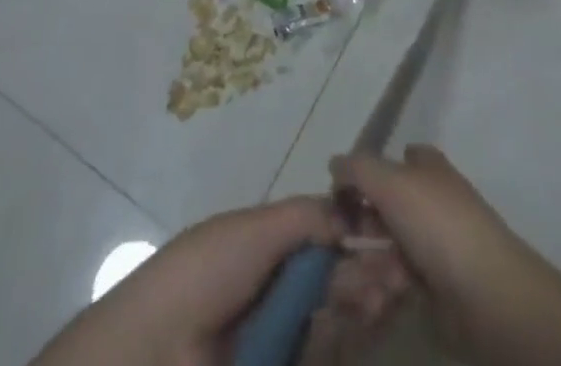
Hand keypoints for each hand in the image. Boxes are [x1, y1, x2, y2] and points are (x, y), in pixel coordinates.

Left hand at [30, 197, 407, 365]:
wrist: (161, 348)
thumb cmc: (208, 270)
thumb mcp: (256, 229)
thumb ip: (306, 217)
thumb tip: (351, 208)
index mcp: (266, 246)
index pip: (322, 237)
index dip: (355, 234)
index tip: (390, 235)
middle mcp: (277, 288)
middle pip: (334, 278)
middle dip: (367, 271)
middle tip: (399, 270)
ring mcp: (281, 336)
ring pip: (335, 317)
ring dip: (364, 303)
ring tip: (386, 294)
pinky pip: (323, 352)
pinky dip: (344, 339)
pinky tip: (362, 323)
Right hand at [329, 147, 524, 318]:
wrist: (484, 292)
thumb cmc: (436, 222)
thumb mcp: (389, 181)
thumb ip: (357, 168)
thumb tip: (335, 164)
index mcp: (427, 168)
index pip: (396, 158)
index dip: (369, 171)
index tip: (342, 191)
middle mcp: (432, 199)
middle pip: (388, 205)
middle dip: (361, 222)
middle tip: (337, 239)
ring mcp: (436, 243)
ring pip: (390, 244)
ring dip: (369, 259)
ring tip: (352, 276)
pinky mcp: (436, 285)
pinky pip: (400, 278)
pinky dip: (385, 285)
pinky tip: (374, 294)